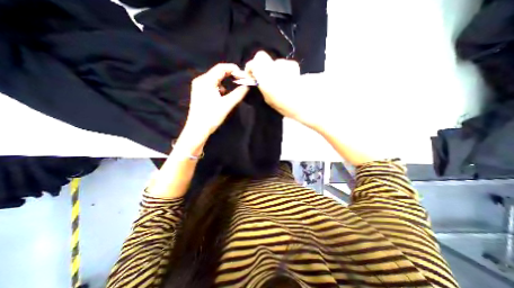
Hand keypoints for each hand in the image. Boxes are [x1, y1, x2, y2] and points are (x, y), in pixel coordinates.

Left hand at [180, 63, 250, 146]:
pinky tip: (224, 95)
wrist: (197, 129)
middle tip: (242, 81)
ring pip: (215, 79)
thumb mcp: (227, 104)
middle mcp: (201, 80)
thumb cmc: (211, 116)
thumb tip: (247, 86)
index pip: (222, 68)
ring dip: (226, 82)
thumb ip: (238, 94)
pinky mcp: (199, 93)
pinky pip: (212, 85)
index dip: (234, 69)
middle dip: (231, 75)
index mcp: (206, 81)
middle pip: (218, 72)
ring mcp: (199, 86)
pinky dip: (220, 87)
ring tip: (234, 88)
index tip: (244, 76)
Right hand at [245, 50, 317, 127]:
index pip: (254, 60)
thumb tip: (257, 78)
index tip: (251, 75)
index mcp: (265, 75)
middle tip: (262, 77)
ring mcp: (284, 64)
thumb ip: (261, 85)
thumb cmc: (283, 105)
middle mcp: (274, 66)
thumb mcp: (267, 98)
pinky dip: (282, 70)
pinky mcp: (293, 65)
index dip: (250, 66)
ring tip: (278, 81)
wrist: (302, 104)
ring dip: (272, 69)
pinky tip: (286, 79)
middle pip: (261, 57)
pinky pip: (283, 65)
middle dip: (260, 66)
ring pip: (272, 62)